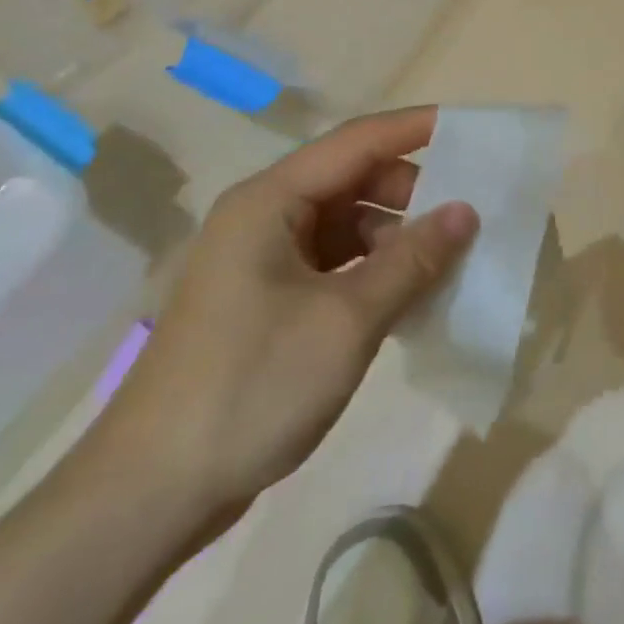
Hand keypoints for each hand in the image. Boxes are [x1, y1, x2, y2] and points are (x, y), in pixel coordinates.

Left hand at [89, 107, 476, 522]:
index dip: (416, 129)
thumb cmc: (251, 386)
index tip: (472, 130)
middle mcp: (263, 218)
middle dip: (412, 192)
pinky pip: (335, 264)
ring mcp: (262, 261)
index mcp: (269, 202)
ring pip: (347, 224)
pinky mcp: (267, 301)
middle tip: (467, 217)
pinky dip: (375, 270)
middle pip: (352, 180)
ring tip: (447, 263)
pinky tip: (410, 296)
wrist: (150, 494)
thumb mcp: (347, 319)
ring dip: (397, 237)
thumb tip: (466, 211)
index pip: (357, 141)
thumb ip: (413, 259)